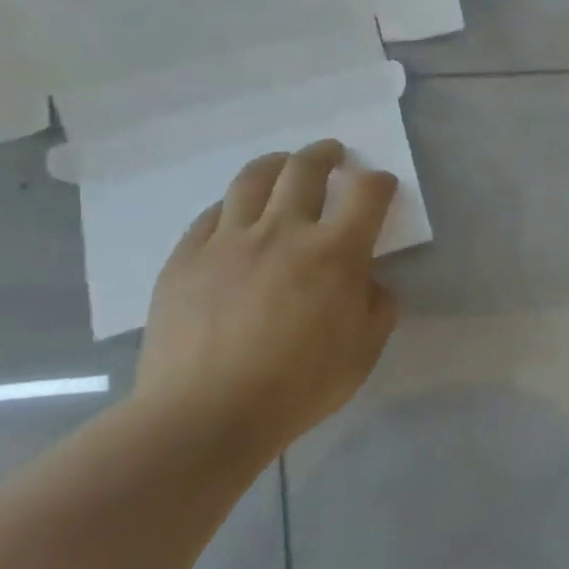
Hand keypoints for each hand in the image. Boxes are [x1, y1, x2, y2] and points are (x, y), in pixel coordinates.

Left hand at [134, 140, 399, 455]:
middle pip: (305, 168)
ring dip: (277, 164)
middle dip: (325, 155)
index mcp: (335, 253)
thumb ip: (378, 307)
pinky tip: (238, 217)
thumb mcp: (364, 352)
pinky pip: (213, 214)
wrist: (206, 414)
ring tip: (284, 166)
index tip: (381, 187)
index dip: (379, 182)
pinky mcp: (187, 256)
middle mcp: (284, 231)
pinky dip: (234, 206)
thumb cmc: (299, 386)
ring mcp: (229, 240)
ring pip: (254, 179)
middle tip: (332, 155)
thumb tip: (370, 283)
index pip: (367, 193)